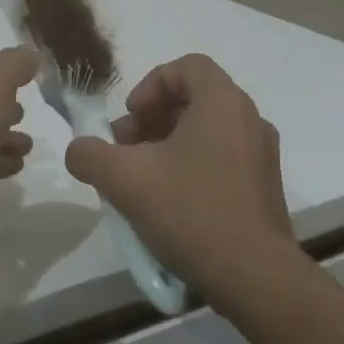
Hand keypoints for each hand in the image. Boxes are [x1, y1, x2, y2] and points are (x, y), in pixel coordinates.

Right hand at [63, 54, 293, 302]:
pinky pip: (221, 157)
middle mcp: (249, 120)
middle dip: (152, 118)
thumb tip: (79, 150)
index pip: (187, 66)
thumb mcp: (123, 178)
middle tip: (126, 150)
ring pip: (206, 130)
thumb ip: (89, 154)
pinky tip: (168, 202)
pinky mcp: (264, 187)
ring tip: (140, 179)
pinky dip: (190, 165)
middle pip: (193, 99)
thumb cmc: (190, 211)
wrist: (254, 277)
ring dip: (167, 144)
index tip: (132, 116)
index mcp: (223, 103)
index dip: (151, 84)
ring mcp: (261, 155)